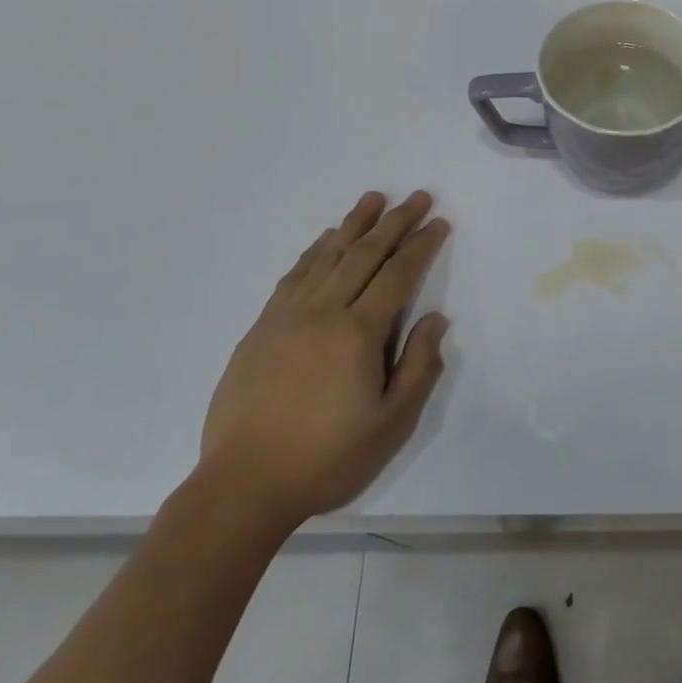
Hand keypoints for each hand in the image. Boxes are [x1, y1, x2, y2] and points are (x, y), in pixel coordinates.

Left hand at [198, 190, 451, 528]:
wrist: (243, 485)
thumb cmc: (328, 458)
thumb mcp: (392, 424)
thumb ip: (418, 366)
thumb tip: (436, 319)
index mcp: (358, 334)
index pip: (397, 275)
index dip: (421, 245)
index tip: (438, 222)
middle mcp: (322, 312)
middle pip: (363, 254)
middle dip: (394, 222)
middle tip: (416, 197)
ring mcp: (286, 317)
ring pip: (326, 257)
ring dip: (353, 225)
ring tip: (373, 200)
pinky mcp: (261, 328)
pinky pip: (293, 275)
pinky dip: (315, 251)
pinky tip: (325, 241)